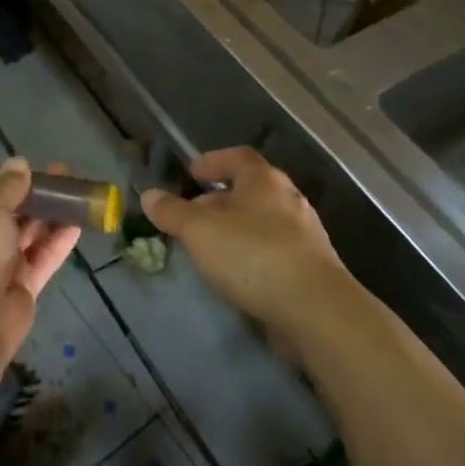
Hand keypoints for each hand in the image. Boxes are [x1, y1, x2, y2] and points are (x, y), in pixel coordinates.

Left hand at [0, 158, 80, 357]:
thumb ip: (8, 186)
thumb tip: (18, 163)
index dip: (7, 181)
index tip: (31, 171)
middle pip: (9, 213)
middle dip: (35, 196)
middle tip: (64, 176)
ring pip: (28, 236)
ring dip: (50, 216)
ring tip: (78, 194)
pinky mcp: (20, 288)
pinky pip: (41, 259)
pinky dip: (57, 242)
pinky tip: (78, 224)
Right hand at [140, 147, 349, 331]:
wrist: (314, 308)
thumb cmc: (251, 254)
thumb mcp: (198, 230)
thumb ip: (172, 211)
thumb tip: (149, 195)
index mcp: (264, 180)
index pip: (238, 157)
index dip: (213, 161)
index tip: (191, 173)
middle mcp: (288, 199)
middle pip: (250, 190)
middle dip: (220, 200)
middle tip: (192, 215)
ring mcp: (304, 234)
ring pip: (262, 221)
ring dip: (236, 229)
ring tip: (210, 247)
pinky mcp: (311, 267)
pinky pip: (274, 250)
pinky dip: (252, 254)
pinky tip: (237, 273)